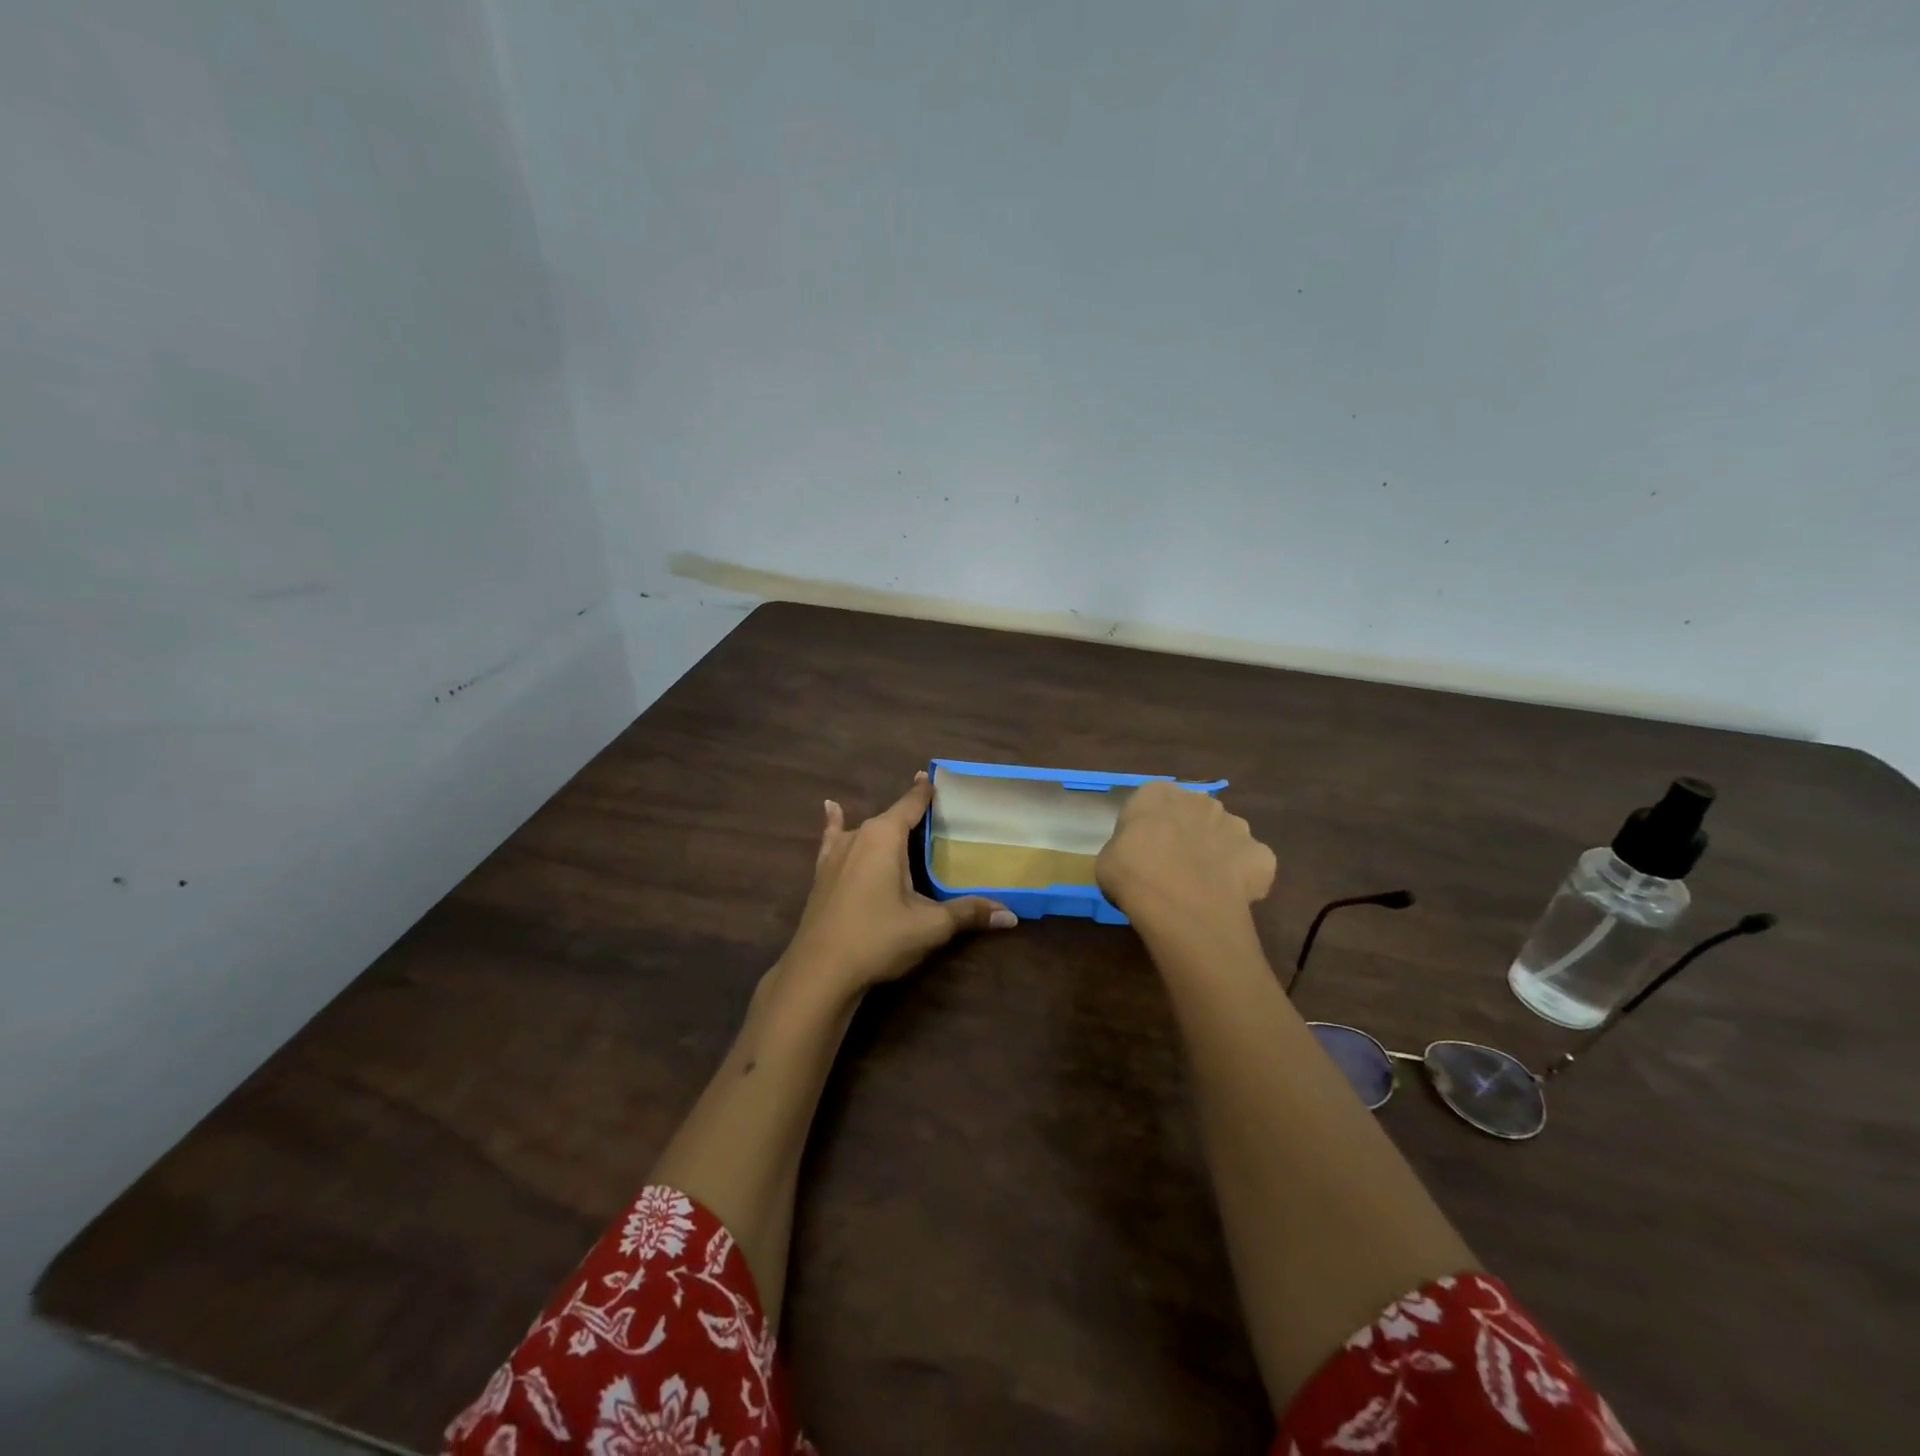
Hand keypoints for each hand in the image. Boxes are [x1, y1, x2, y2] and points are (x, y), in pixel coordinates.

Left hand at [779, 772, 1016, 999]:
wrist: (820, 970)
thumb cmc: (878, 938)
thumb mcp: (929, 926)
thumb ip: (968, 913)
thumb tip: (1011, 915)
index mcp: (886, 836)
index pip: (911, 804)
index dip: (926, 791)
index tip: (936, 776)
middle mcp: (859, 835)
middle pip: (892, 816)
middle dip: (912, 814)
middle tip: (938, 816)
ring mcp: (836, 852)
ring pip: (866, 829)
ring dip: (885, 826)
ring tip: (903, 824)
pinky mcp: (822, 872)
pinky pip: (833, 838)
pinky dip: (835, 822)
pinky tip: (831, 808)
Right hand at [1096, 780, 1276, 930]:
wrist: (1180, 905)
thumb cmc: (1132, 874)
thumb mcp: (1106, 859)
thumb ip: (1124, 848)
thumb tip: (1135, 857)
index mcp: (1157, 793)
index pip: (1151, 804)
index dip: (1147, 830)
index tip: (1141, 853)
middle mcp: (1200, 800)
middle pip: (1193, 815)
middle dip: (1187, 835)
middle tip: (1172, 868)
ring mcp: (1236, 825)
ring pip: (1225, 836)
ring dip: (1217, 853)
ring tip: (1203, 886)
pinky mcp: (1261, 855)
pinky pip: (1251, 864)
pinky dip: (1244, 878)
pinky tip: (1228, 897)